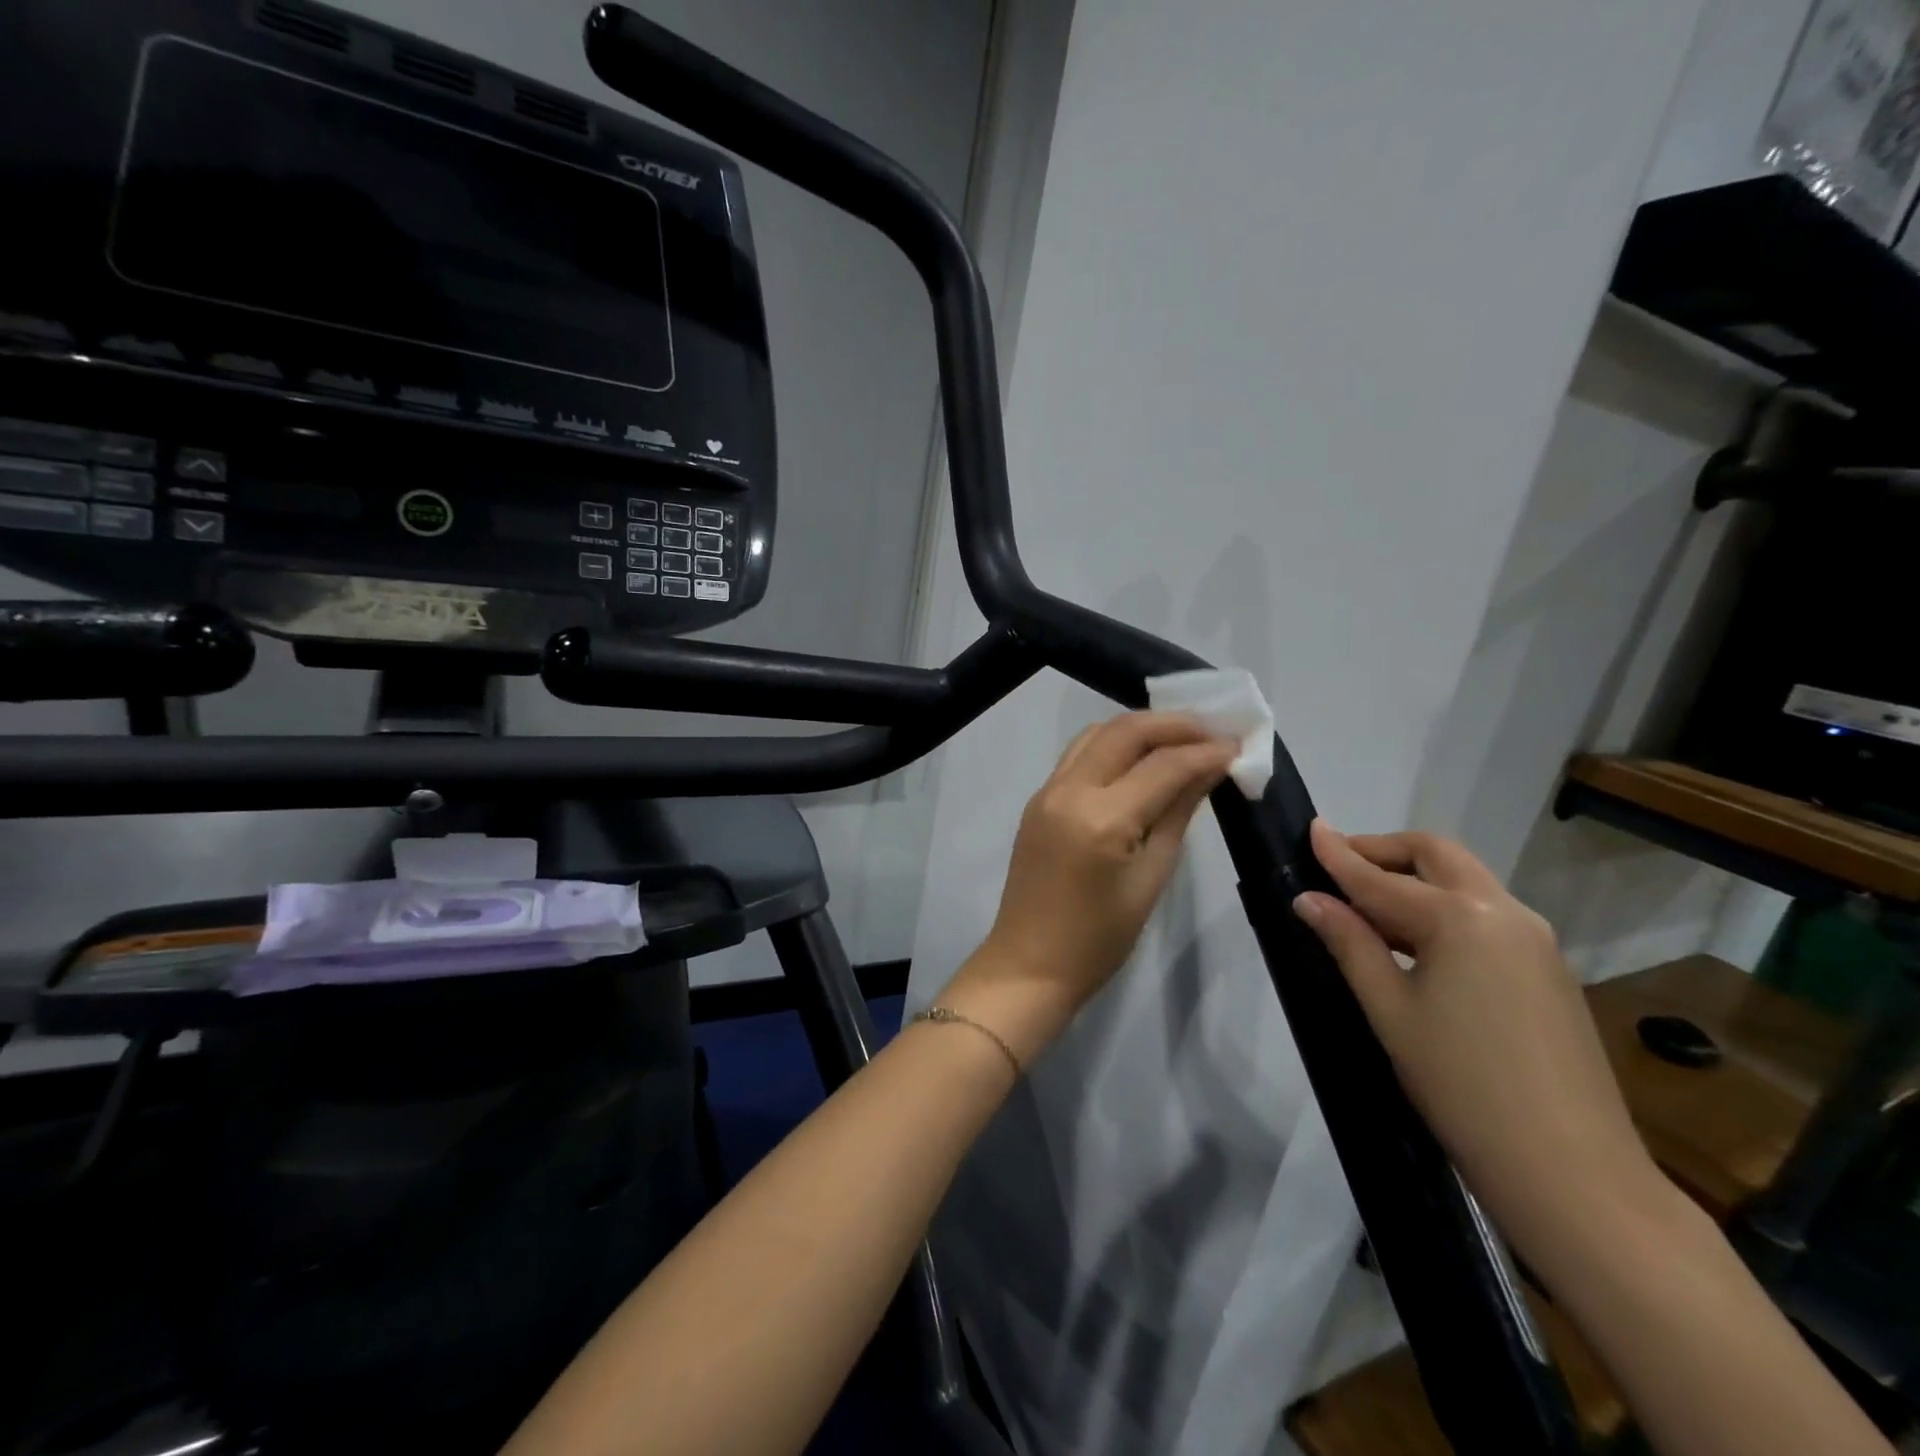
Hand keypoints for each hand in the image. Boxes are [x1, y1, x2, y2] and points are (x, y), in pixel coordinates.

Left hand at [940, 712, 1237, 1064]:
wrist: (1030, 963)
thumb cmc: (1100, 938)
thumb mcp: (1151, 878)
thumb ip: (1177, 814)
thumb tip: (1209, 769)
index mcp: (1101, 818)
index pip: (1163, 765)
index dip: (1205, 751)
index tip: (1239, 745)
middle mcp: (1069, 791)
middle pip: (1125, 731)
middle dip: (1174, 724)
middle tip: (1214, 731)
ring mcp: (1047, 791)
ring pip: (1097, 734)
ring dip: (1141, 728)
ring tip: (1182, 738)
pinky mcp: (1038, 799)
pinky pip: (1079, 754)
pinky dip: (1114, 744)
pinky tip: (1141, 757)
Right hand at [1292, 821, 1659, 1241]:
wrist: (1570, 1171)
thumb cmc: (1460, 1085)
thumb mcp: (1389, 1010)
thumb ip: (1349, 943)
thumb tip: (1309, 899)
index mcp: (1461, 919)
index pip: (1381, 878)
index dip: (1339, 855)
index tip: (1311, 830)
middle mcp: (1505, 913)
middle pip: (1437, 856)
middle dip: (1385, 851)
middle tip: (1339, 863)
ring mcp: (1536, 941)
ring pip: (1465, 882)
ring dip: (1415, 879)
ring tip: (1367, 905)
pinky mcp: (1549, 969)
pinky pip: (1486, 915)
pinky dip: (1443, 908)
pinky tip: (1415, 941)